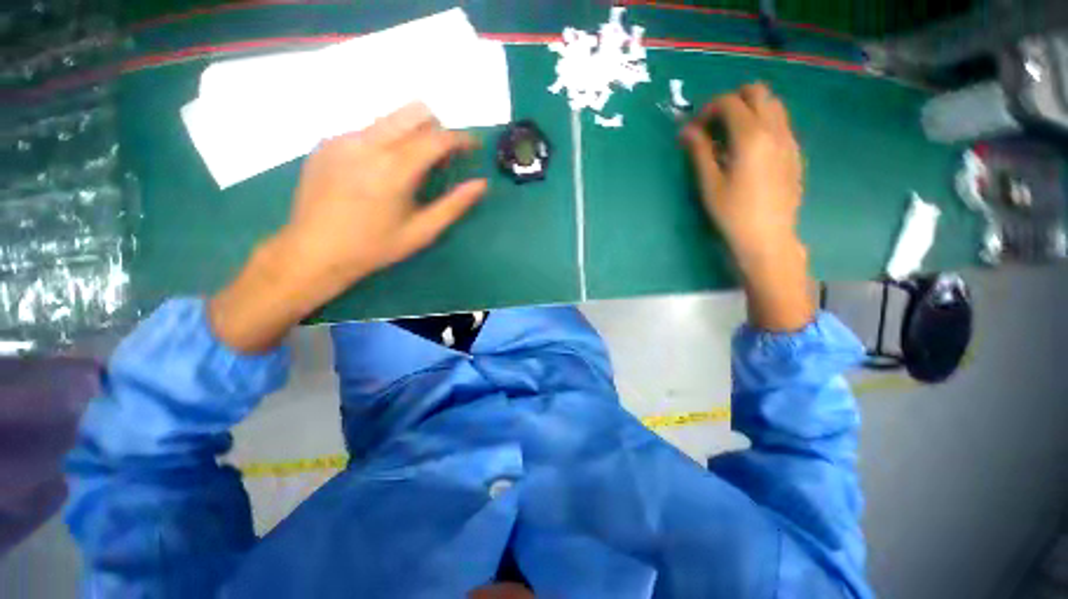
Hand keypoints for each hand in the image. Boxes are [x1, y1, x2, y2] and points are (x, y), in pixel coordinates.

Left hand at [284, 102, 487, 284]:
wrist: (313, 251)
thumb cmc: (374, 247)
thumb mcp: (422, 232)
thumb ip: (454, 205)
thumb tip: (481, 184)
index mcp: (394, 168)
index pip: (437, 137)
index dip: (461, 138)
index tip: (473, 146)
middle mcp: (368, 143)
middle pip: (414, 112)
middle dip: (437, 128)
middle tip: (442, 157)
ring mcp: (343, 139)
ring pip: (390, 119)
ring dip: (411, 135)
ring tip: (412, 167)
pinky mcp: (327, 143)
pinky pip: (367, 130)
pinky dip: (385, 142)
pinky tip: (379, 172)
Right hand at [682, 83, 814, 330]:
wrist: (768, 237)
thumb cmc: (732, 213)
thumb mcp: (709, 184)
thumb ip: (699, 152)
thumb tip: (686, 131)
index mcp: (751, 136)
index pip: (729, 102)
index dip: (707, 110)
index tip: (694, 130)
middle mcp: (775, 129)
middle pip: (757, 92)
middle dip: (732, 102)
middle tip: (715, 126)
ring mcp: (789, 140)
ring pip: (773, 105)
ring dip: (750, 110)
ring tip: (732, 136)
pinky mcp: (795, 153)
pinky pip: (781, 124)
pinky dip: (764, 124)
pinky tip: (750, 151)